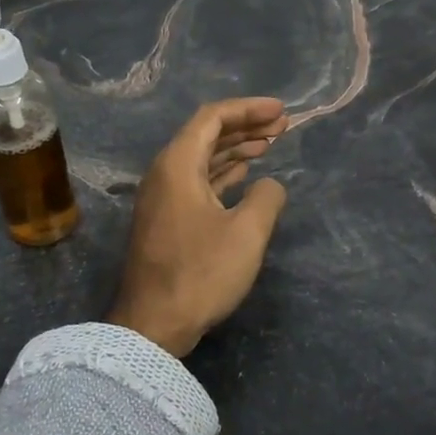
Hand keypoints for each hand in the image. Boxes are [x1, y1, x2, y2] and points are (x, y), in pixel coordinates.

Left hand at [108, 97, 290, 357]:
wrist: (153, 324)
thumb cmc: (200, 273)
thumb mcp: (247, 233)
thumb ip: (266, 197)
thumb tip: (269, 185)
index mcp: (178, 164)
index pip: (213, 117)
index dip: (249, 109)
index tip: (281, 110)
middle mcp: (165, 172)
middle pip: (207, 134)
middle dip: (245, 126)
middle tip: (282, 125)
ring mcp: (163, 196)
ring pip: (203, 158)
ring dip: (236, 148)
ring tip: (270, 143)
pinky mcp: (167, 219)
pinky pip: (198, 180)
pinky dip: (224, 172)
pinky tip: (245, 173)